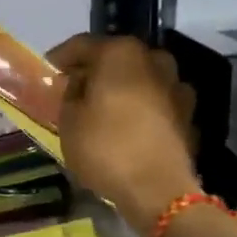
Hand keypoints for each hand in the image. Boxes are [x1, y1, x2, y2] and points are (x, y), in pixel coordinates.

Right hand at [49, 35, 201, 236]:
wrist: (159, 191)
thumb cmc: (106, 147)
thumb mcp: (68, 120)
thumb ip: (71, 93)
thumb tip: (80, 85)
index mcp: (120, 52)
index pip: (82, 45)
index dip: (61, 58)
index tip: (48, 71)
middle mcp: (153, 60)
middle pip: (116, 58)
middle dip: (95, 71)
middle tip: (75, 89)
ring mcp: (176, 86)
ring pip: (140, 79)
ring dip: (122, 88)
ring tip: (104, 108)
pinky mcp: (188, 114)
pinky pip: (156, 103)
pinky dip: (142, 109)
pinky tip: (129, 126)